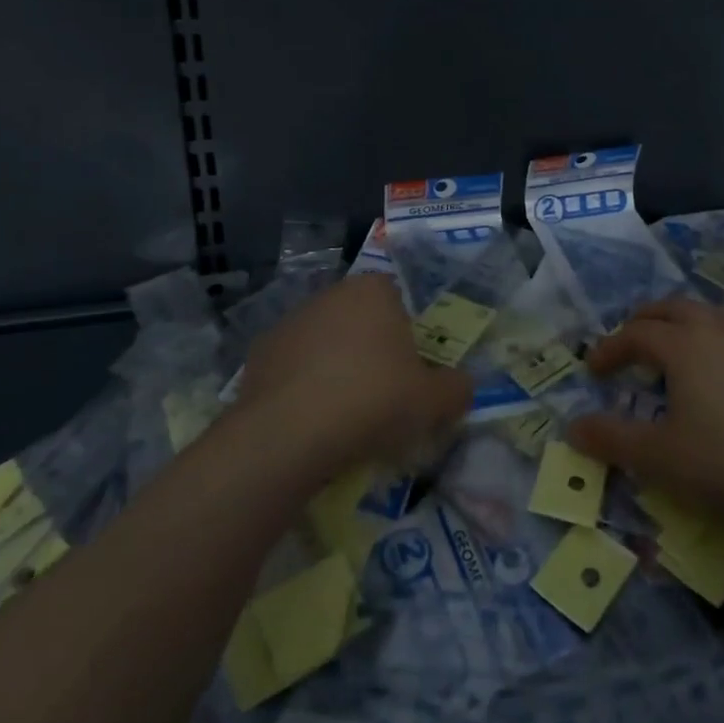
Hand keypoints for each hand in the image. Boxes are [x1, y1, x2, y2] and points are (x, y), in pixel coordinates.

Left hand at [234, 274, 472, 477]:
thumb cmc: (372, 400)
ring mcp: (291, 321)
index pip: (398, 300)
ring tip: (343, 416)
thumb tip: (462, 386)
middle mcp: (331, 294)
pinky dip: (302, 387)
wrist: (289, 432)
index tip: (408, 373)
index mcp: (374, 290)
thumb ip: (456, 389)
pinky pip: (293, 367)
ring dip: (335, 367)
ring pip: (325, 342)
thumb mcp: (432, 402)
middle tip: (381, 396)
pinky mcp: (260, 352)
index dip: (406, 335)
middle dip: (370, 350)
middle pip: (360, 319)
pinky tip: (309, 421)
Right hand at [567, 297, 723, 531]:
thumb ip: (611, 440)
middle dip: (641, 322)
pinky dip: (708, 334)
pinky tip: (713, 364)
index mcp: (682, 345)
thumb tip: (572, 428)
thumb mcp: (659, 458)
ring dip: (677, 321)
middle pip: (670, 309)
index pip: (635, 334)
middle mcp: (713, 333)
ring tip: (666, 344)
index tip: (592, 372)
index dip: (608, 349)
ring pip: (704, 314)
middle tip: (624, 345)